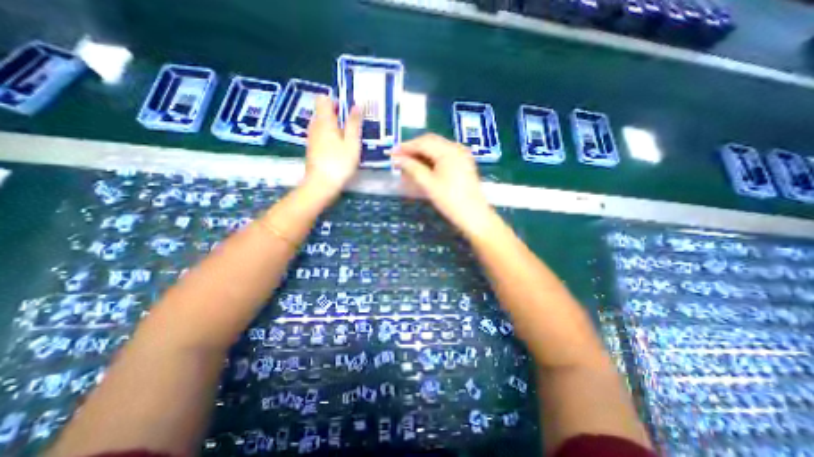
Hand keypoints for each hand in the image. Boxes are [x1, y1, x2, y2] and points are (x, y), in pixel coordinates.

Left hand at [301, 95, 362, 196]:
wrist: (321, 184)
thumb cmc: (339, 163)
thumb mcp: (352, 143)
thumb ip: (354, 124)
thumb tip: (357, 105)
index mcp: (324, 121)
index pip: (323, 99)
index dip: (336, 101)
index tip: (348, 111)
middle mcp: (315, 126)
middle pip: (324, 112)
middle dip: (338, 115)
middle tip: (354, 126)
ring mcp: (312, 138)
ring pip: (323, 125)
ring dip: (336, 128)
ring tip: (349, 139)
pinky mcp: (313, 149)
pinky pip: (322, 136)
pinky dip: (331, 137)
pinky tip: (341, 149)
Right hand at [394, 133, 499, 236]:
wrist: (474, 216)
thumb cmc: (450, 200)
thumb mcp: (428, 184)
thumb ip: (412, 168)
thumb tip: (397, 159)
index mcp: (449, 150)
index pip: (423, 142)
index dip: (406, 147)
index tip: (392, 153)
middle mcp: (456, 148)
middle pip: (430, 142)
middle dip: (413, 149)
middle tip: (399, 159)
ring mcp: (462, 155)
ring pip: (437, 149)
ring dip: (422, 155)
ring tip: (409, 165)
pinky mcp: (463, 164)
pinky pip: (444, 156)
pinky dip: (431, 160)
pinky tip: (423, 167)